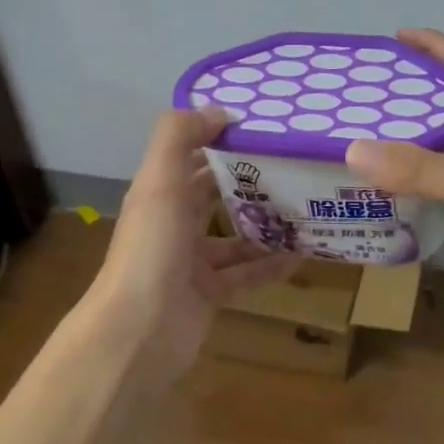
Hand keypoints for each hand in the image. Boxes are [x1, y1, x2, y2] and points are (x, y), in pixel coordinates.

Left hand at [85, 107, 300, 382]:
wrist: (138, 333)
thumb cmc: (151, 251)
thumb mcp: (159, 183)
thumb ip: (179, 137)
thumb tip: (217, 110)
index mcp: (159, 195)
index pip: (192, 158)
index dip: (221, 141)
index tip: (265, 129)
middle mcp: (173, 225)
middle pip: (214, 196)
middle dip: (249, 182)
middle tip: (294, 166)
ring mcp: (191, 263)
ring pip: (234, 237)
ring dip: (264, 225)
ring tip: (306, 208)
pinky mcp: (209, 295)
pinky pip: (245, 275)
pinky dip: (269, 266)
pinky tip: (302, 255)